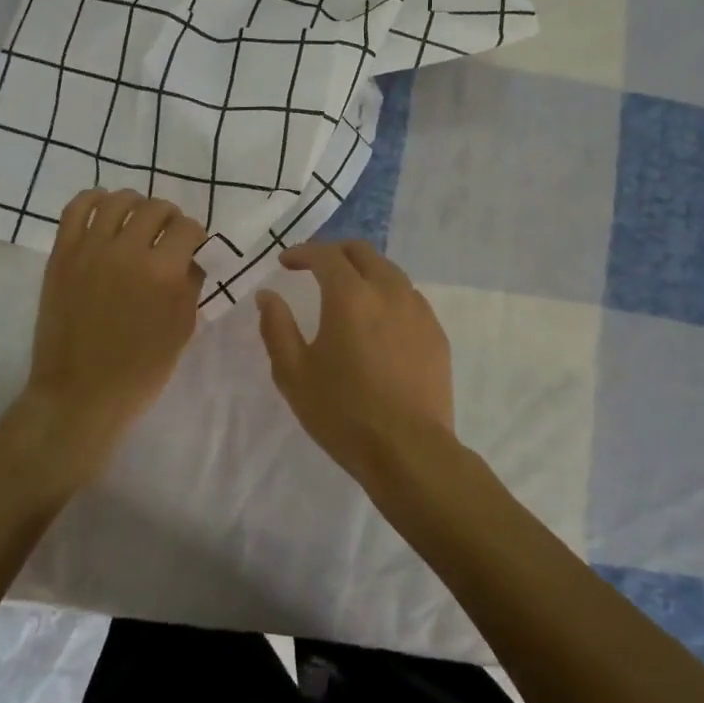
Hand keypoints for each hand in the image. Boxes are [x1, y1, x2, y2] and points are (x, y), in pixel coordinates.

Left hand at [20, 189, 207, 474]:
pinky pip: (75, 209)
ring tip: (137, 219)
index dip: (196, 235)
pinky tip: (104, 208)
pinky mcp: (62, 254)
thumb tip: (191, 258)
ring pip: (117, 200)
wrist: (79, 394)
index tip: (193, 246)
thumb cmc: (140, 370)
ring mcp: (90, 249)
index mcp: (162, 272)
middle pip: (155, 208)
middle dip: (170, 217)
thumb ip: (190, 286)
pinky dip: (93, 199)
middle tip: (168, 235)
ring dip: (135, 203)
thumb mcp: (181, 330)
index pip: (187, 228)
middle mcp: (127, 250)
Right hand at [256, 240, 455, 481]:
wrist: (410, 451)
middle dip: (334, 252)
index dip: (302, 252)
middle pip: (362, 252)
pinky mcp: (436, 333)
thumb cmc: (343, 413)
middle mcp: (388, 291)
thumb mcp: (294, 373)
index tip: (286, 263)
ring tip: (347, 292)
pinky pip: (409, 297)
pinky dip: (387, 294)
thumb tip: (267, 295)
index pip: (325, 255)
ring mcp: (418, 310)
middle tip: (315, 267)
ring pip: (389, 271)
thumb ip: (276, 327)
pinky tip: (378, 321)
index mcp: (350, 296)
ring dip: (363, 271)